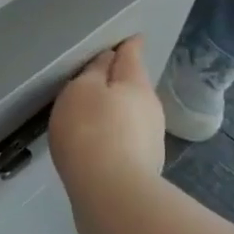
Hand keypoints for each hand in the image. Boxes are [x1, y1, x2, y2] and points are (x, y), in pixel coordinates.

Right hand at [49, 37, 166, 199]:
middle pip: (134, 85)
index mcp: (135, 83)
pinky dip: (115, 136)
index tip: (128, 39)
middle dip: (120, 81)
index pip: (132, 54)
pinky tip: (100, 144)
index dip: (128, 45)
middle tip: (98, 79)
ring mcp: (152, 139)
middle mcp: (150, 107)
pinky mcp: (145, 166)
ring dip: (118, 111)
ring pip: (133, 114)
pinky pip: (128, 139)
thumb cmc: (90, 131)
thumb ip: (93, 72)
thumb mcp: (81, 90)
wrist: (111, 194)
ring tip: (94, 115)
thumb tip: (109, 59)